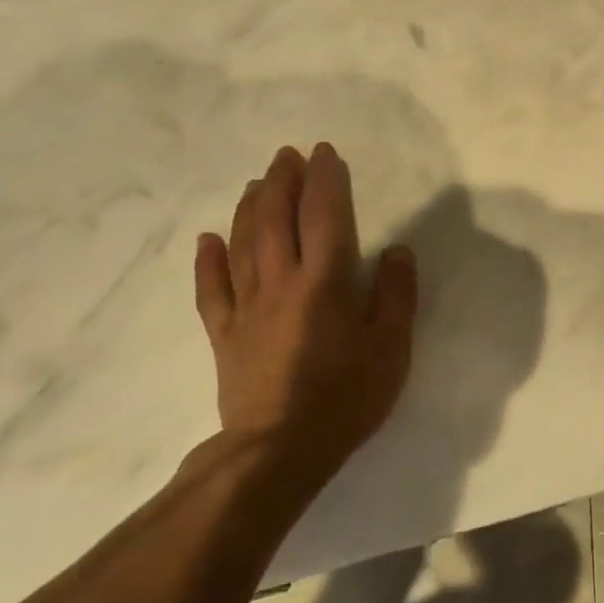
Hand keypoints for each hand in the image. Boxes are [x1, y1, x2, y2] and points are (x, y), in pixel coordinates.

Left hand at [193, 142, 417, 487]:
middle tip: (287, 154)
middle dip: (282, 181)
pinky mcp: (224, 334)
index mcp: (324, 283)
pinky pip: (212, 289)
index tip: (325, 153)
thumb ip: (396, 295)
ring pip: (241, 244)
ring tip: (256, 182)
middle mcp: (280, 283)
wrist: (280, 450)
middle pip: (276, 220)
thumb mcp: (391, 349)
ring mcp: (246, 308)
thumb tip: (397, 250)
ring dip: (248, 207)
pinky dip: (207, 261)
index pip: (325, 216)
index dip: (325, 180)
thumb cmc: (345, 397)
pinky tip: (206, 239)